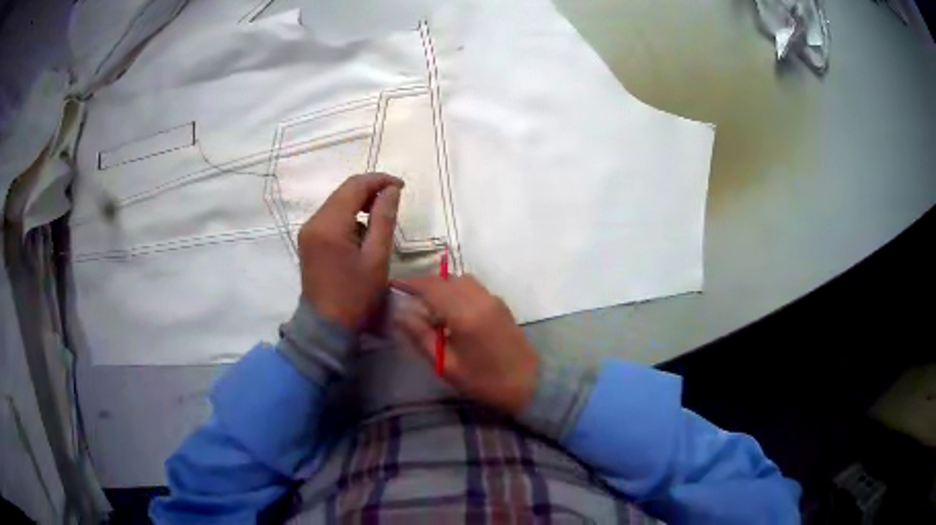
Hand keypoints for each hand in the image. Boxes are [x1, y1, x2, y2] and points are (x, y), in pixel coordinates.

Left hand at [298, 174, 402, 329]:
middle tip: (394, 200)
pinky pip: (330, 217)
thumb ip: (384, 219)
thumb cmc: (355, 296)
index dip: (379, 180)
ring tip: (380, 218)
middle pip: (343, 192)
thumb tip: (391, 190)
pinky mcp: (308, 240)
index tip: (401, 187)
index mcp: (329, 225)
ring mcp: (308, 231)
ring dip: (359, 203)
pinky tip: (362, 232)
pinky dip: (348, 216)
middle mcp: (314, 221)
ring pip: (336, 203)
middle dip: (369, 190)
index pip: (354, 186)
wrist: (326, 326)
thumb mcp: (377, 258)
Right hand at [393, 275, 537, 413]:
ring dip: (442, 285)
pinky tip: (451, 310)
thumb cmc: (484, 381)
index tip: (393, 285)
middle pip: (446, 279)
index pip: (431, 287)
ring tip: (429, 305)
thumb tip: (401, 314)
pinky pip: (473, 287)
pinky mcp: (500, 304)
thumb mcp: (446, 365)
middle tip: (408, 298)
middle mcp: (479, 299)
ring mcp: (493, 299)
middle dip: (424, 284)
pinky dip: (457, 289)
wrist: (528, 383)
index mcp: (464, 315)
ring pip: (461, 280)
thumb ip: (422, 337)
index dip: (410, 283)